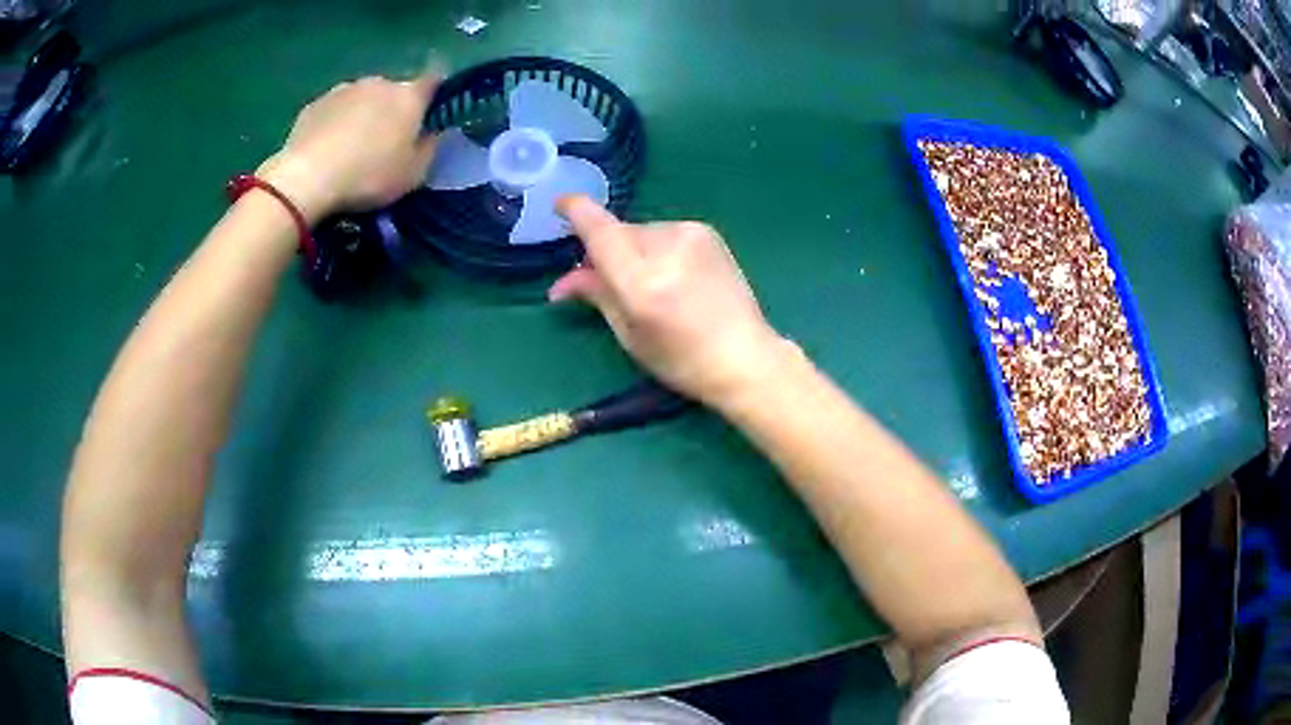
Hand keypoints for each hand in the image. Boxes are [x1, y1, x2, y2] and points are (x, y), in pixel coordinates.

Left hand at [256, 73, 440, 223]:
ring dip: (362, 114)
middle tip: (385, 140)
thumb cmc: (368, 175)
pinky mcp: (314, 104)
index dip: (434, 92)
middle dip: (392, 109)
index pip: (433, 80)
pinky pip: (333, 111)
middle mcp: (379, 82)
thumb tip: (430, 133)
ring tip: (351, 147)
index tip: (430, 111)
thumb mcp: (413, 174)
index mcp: (409, 96)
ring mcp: (343, 89)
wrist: (307, 179)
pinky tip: (327, 150)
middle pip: (393, 90)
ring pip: (361, 98)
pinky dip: (335, 123)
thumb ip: (428, 148)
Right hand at [549, 196, 790, 405]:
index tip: (559, 204)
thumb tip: (562, 282)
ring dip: (632, 250)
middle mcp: (667, 248)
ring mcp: (691, 235)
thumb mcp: (630, 335)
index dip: (576, 212)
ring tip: (648, 284)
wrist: (745, 356)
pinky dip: (657, 248)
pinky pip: (664, 233)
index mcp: (643, 282)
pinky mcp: (707, 233)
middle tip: (602, 281)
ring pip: (641, 232)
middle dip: (605, 251)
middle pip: (618, 233)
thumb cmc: (681, 360)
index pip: (601, 232)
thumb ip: (597, 296)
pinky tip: (672, 276)